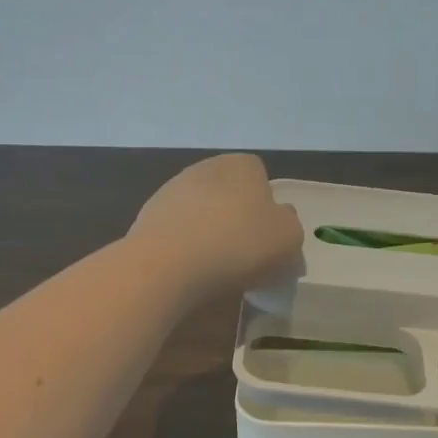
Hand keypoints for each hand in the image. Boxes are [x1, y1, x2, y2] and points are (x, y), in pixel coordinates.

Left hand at [128, 153, 303, 298]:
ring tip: (215, 270)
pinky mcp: (147, 216)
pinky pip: (177, 232)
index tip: (268, 238)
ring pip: (202, 213)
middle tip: (245, 256)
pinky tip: (188, 272)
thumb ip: (290, 225)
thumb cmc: (238, 244)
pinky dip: (184, 248)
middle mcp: (206, 168)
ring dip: (208, 233)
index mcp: (242, 165)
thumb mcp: (288, 239)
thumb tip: (279, 219)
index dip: (267, 208)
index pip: (261, 178)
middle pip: (230, 194)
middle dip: (236, 220)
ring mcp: (171, 190)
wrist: (166, 265)